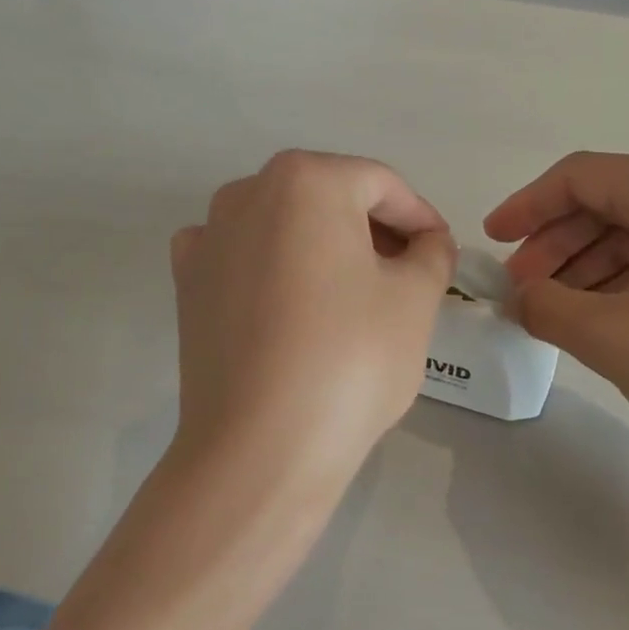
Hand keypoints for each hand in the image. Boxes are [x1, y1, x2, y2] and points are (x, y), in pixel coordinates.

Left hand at [169, 150, 456, 499]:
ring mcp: (208, 238)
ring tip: (355, 296)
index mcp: (305, 180)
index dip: (420, 217)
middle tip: (407, 277)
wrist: (260, 449)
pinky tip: (293, 305)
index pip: (381, 184)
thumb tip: (427, 242)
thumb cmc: (350, 360)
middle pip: (329, 199)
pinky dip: (275, 269)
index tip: (442, 254)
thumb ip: (432, 252)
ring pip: (285, 227)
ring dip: (326, 248)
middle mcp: (246, 193)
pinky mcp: (187, 285)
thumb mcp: (415, 299)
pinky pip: (244, 258)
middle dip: (374, 231)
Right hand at [485, 152, 628, 489]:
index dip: (526, 207)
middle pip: (611, 201)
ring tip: (559, 311)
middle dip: (557, 244)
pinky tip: (609, 316)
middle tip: (524, 290)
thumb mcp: (613, 338)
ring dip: (590, 265)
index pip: (580, 177)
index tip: (492, 242)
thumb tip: (520, 295)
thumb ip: (547, 306)